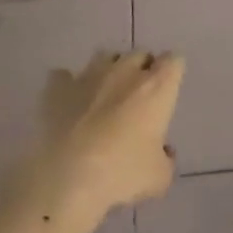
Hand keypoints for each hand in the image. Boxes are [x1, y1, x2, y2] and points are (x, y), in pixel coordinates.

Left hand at [39, 50, 183, 220]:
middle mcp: (126, 72)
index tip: (167, 92)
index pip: (174, 62)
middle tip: (138, 98)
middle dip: (142, 70)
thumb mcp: (159, 177)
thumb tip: (164, 152)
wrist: (67, 178)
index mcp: (156, 87)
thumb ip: (166, 160)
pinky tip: (69, 103)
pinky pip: (63, 76)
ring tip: (104, 96)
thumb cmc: (123, 173)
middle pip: (140, 54)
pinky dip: (68, 86)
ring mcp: (89, 76)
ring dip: (109, 72)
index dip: (171, 74)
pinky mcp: (58, 88)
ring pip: (105, 57)